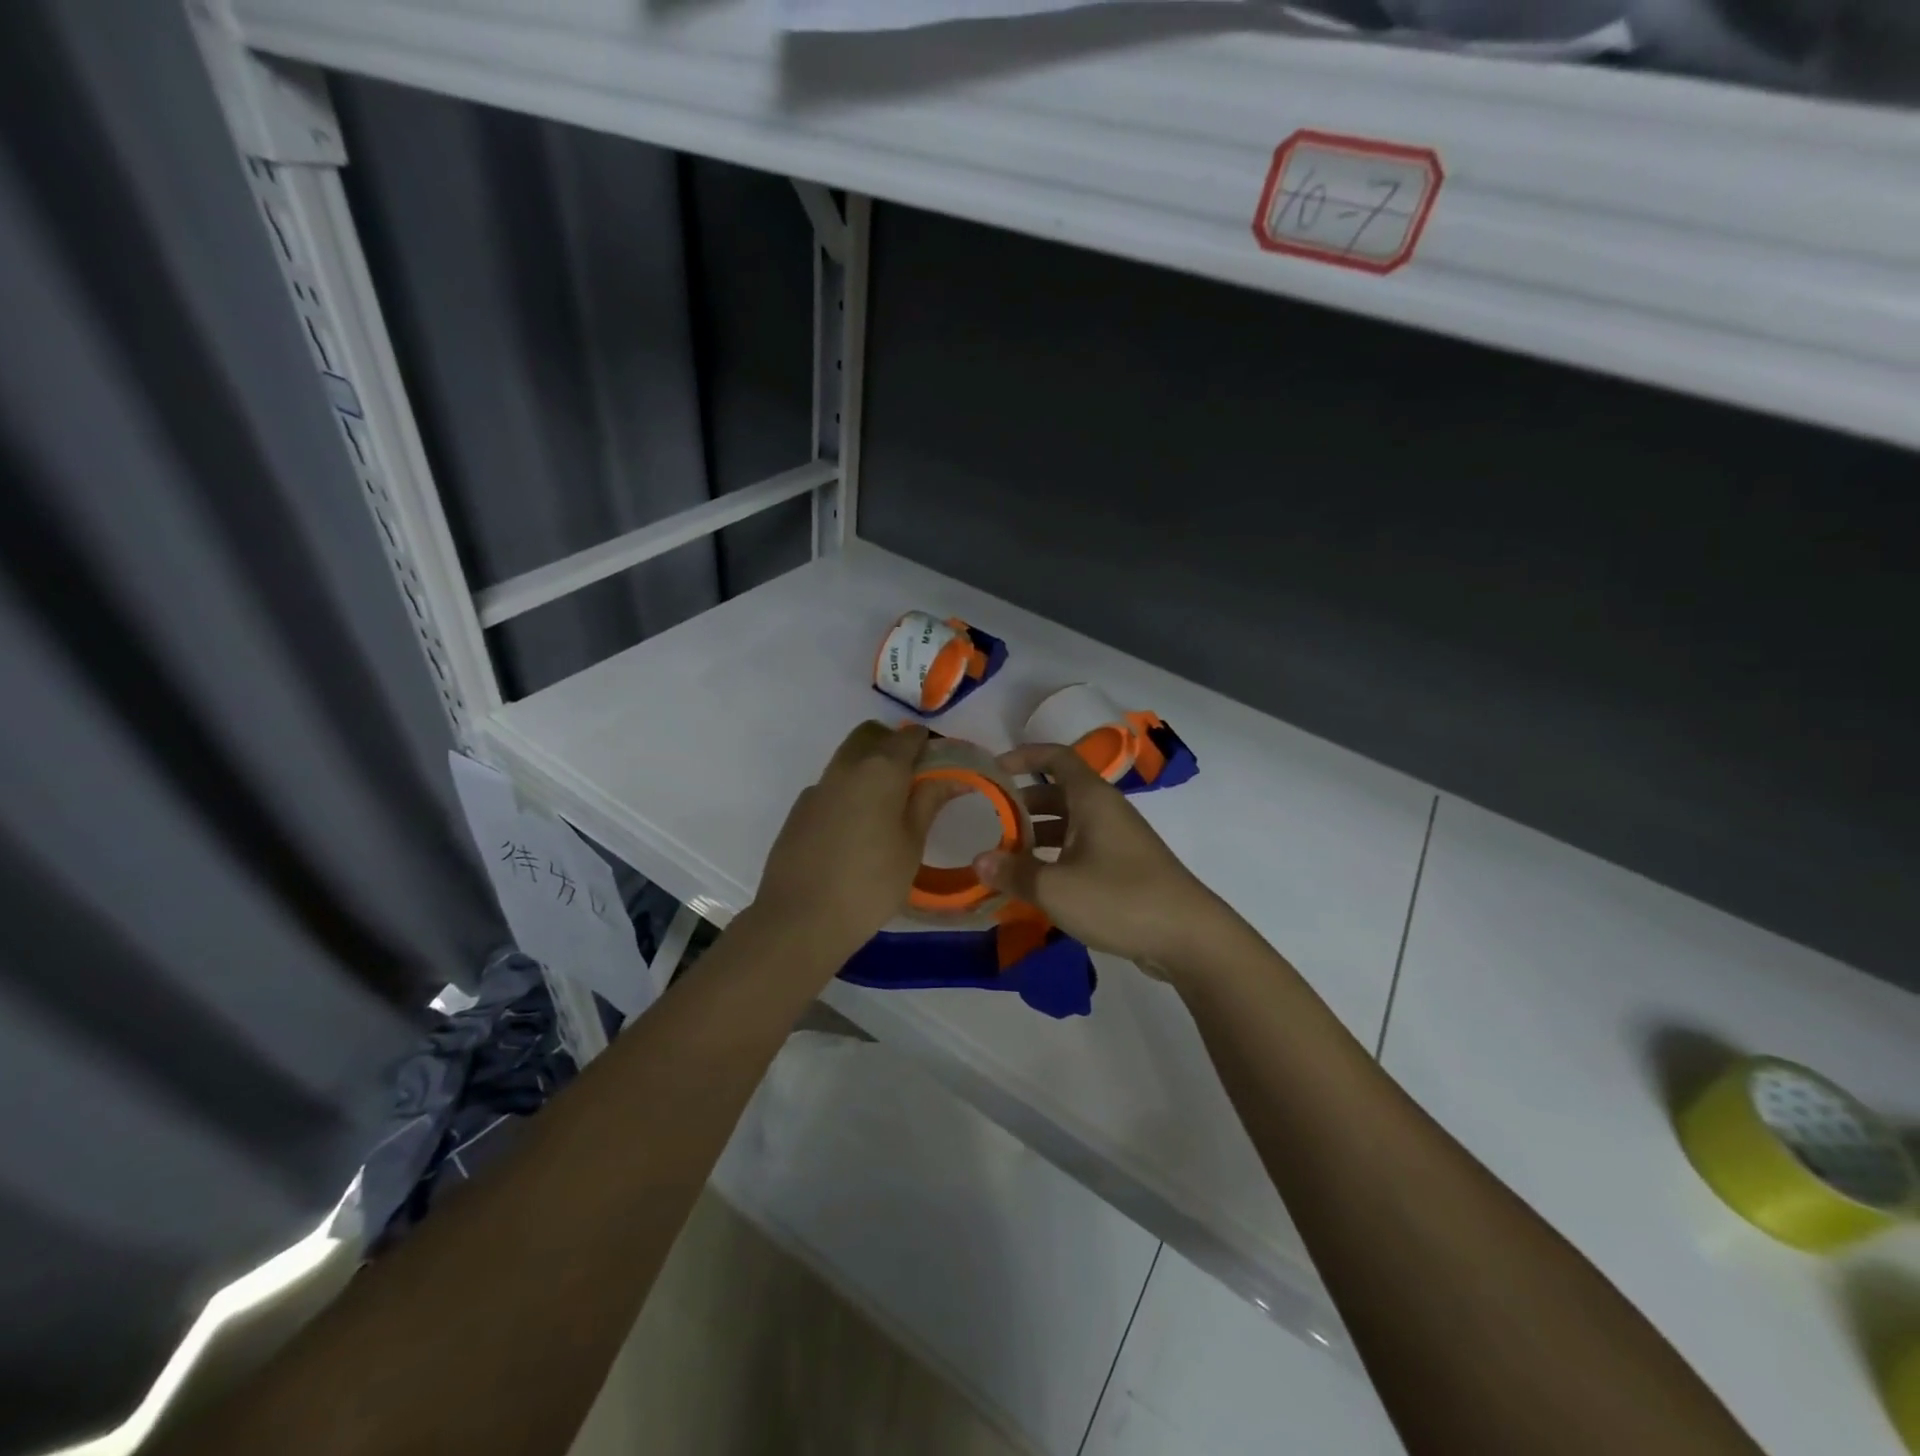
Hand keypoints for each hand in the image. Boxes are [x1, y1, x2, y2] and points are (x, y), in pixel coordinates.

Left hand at [751, 721, 955, 970]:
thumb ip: (929, 801)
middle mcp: (846, 766)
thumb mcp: (912, 844)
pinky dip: (849, 792)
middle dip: (894, 746)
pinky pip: (831, 786)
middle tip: (914, 782)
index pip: (910, 736)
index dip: (929, 747)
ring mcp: (818, 786)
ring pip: (848, 757)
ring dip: (870, 767)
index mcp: (880, 769)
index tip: (942, 770)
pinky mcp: (799, 809)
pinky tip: (855, 831)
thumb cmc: (870, 884)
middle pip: (872, 735)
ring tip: (887, 810)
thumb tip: (953, 774)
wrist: (800, 919)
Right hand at [974, 743, 1242, 976]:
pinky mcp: (1124, 869)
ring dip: (1036, 837)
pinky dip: (1055, 859)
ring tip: (1004, 859)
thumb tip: (978, 861)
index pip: (1056, 757)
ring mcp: (1118, 840)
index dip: (1024, 756)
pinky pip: (1081, 852)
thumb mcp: (1056, 888)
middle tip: (989, 824)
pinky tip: (1035, 886)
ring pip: (1068, 826)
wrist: (1189, 937)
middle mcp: (1106, 811)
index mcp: (1092, 799)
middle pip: (1058, 793)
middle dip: (1022, 805)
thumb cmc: (1119, 899)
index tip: (993, 770)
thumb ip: (1014, 873)